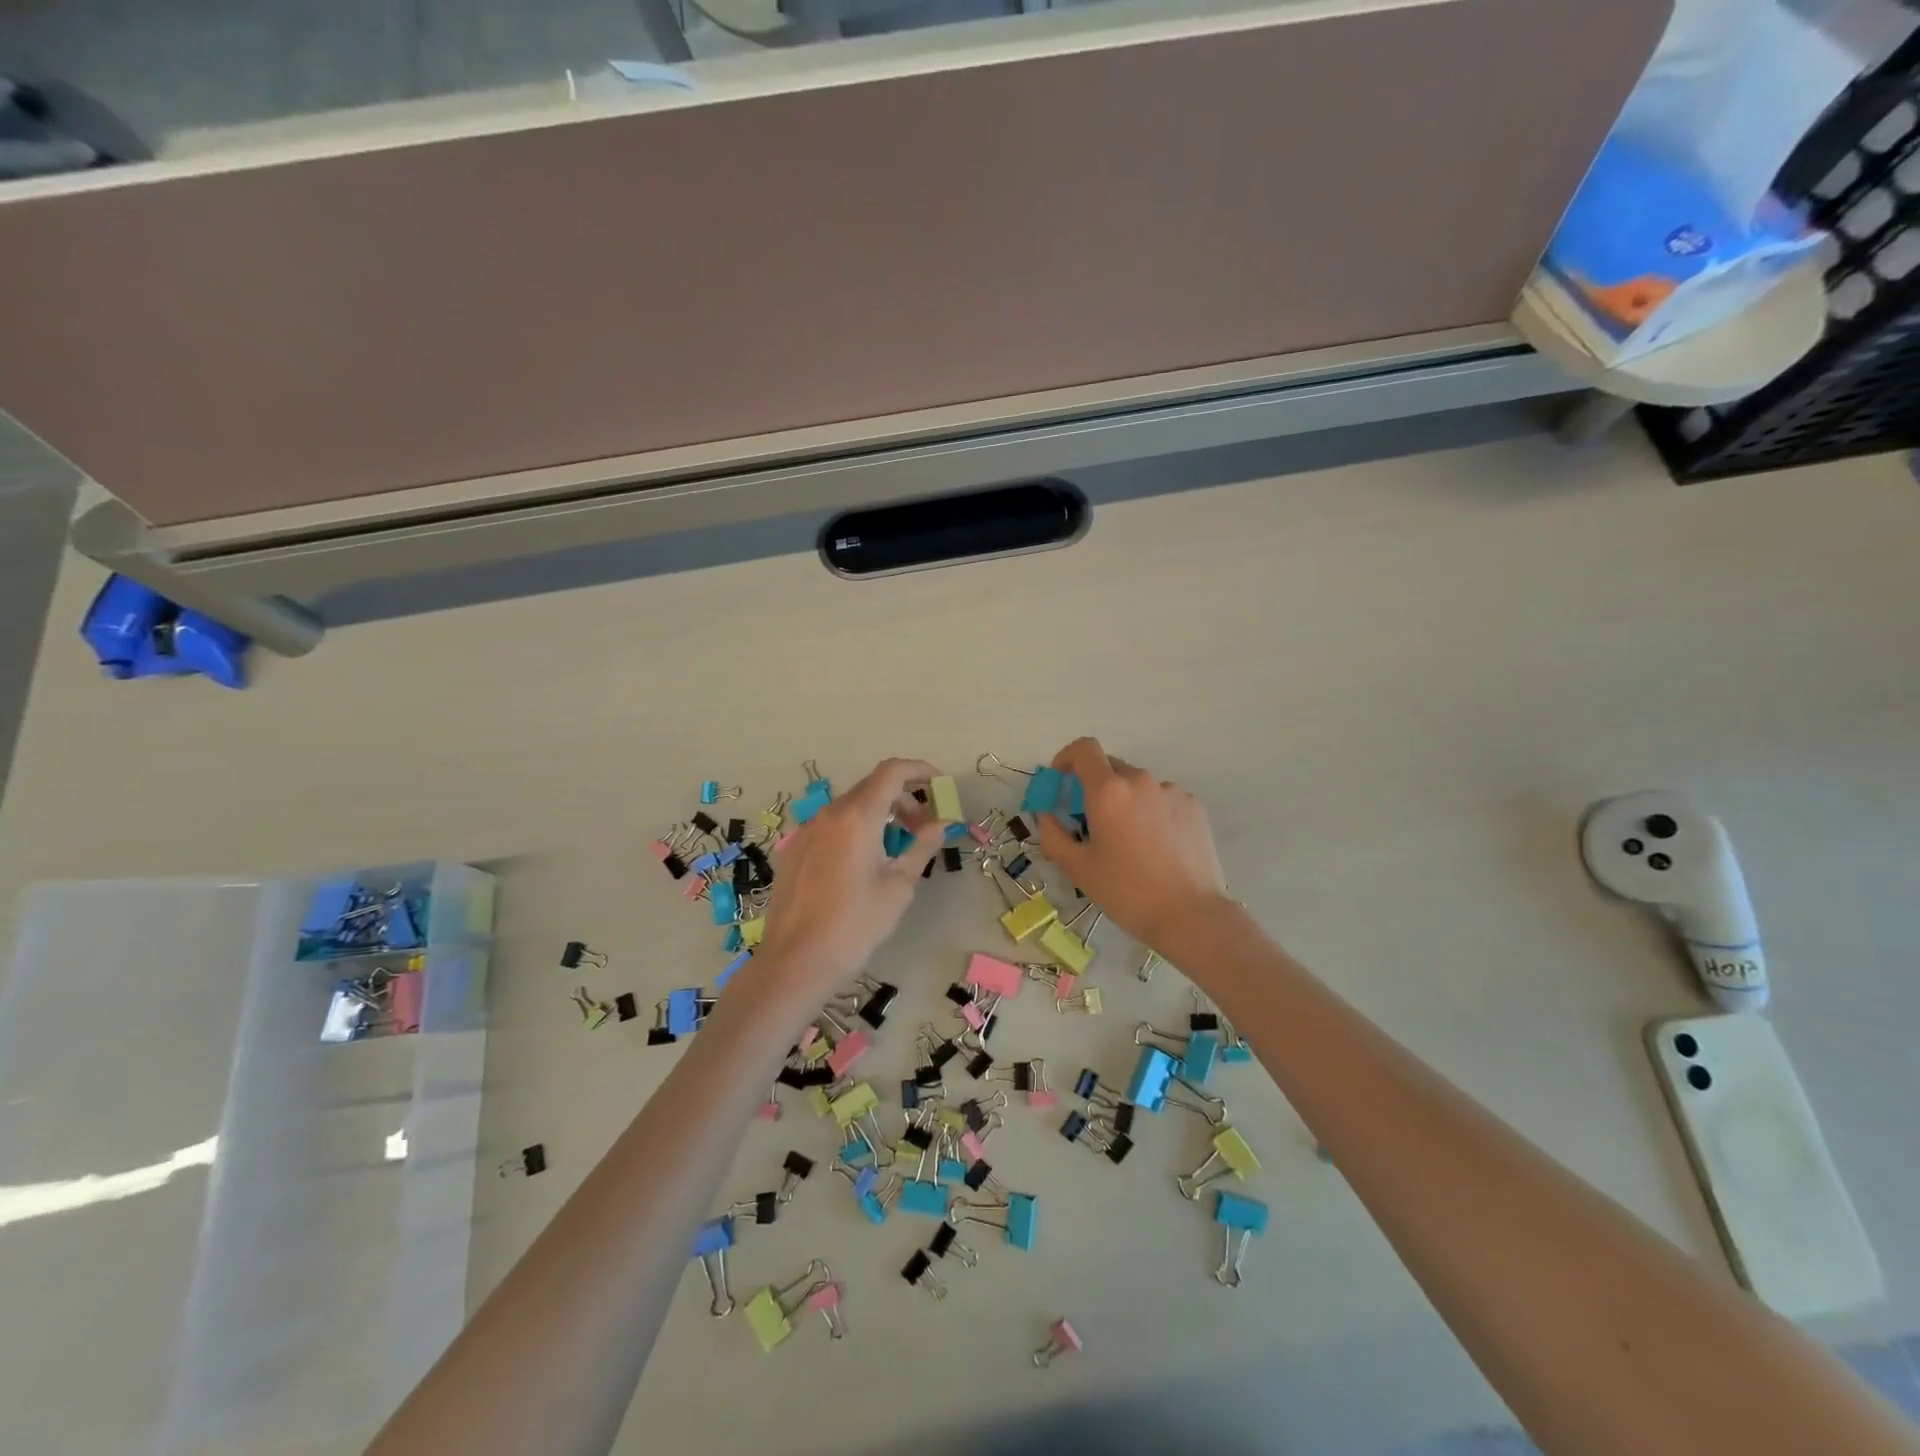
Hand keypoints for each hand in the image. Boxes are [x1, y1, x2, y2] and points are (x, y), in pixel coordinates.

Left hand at [755, 758, 946, 992]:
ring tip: (894, 848)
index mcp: (858, 817)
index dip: (919, 770)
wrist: (796, 961)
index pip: (891, 772)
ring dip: (878, 814)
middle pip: (871, 787)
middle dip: (902, 798)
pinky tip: (861, 863)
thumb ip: (922, 847)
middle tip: (923, 827)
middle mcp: (829, 814)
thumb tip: (941, 823)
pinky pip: (830, 826)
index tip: (939, 784)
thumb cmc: (856, 925)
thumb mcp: (899, 887)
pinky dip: (854, 829)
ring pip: (849, 807)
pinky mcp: (793, 850)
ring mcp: (806, 831)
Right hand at [1036, 737, 1228, 949]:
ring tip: (1130, 842)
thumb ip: (1052, 834)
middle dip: (1094, 787)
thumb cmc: (1126, 892)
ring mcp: (1171, 791)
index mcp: (1108, 791)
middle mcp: (1140, 781)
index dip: (1067, 757)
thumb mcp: (1077, 868)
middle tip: (1092, 822)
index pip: (1083, 749)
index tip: (1062, 781)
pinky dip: (1151, 812)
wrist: (1191, 915)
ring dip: (1125, 801)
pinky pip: (1162, 799)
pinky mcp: (1194, 806)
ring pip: (1137, 785)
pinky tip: (1157, 846)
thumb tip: (1046, 814)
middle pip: (1110, 767)